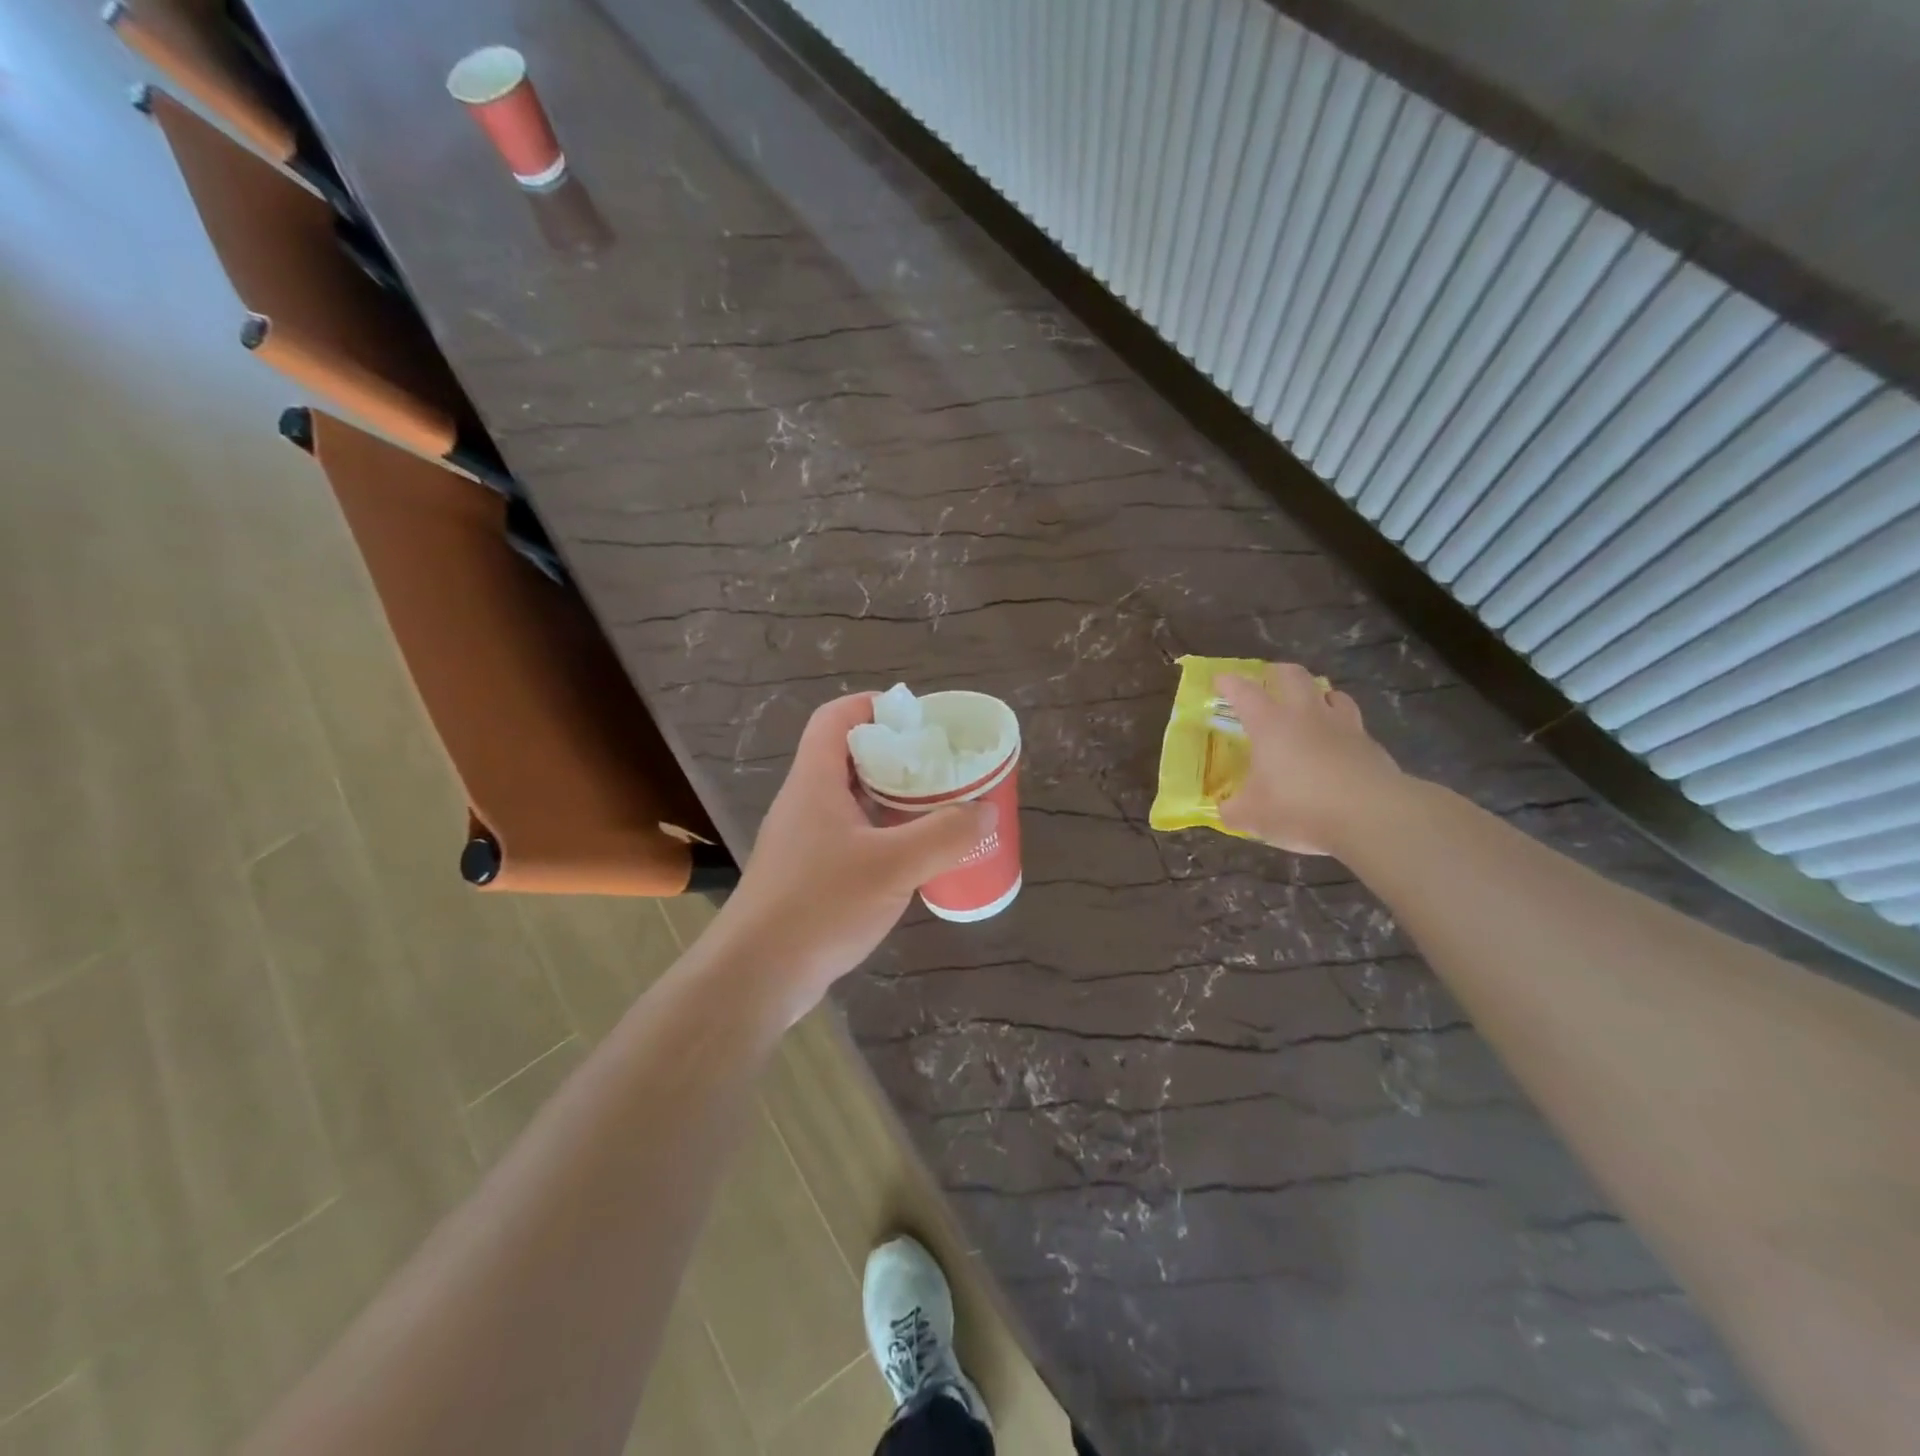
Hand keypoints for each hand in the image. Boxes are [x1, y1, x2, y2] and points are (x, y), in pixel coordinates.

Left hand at [709, 693, 995, 1017]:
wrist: (756, 976)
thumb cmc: (820, 905)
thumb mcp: (893, 866)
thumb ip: (945, 835)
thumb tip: (986, 810)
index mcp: (816, 782)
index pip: (836, 718)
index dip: (875, 705)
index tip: (919, 719)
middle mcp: (806, 802)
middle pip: (850, 757)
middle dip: (898, 755)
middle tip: (943, 765)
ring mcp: (805, 840)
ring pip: (854, 800)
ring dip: (894, 799)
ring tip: (940, 807)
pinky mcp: (809, 874)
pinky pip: (853, 837)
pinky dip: (885, 835)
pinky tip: (915, 857)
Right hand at [1216, 665, 1403, 855]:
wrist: (1371, 815)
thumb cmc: (1299, 806)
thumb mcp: (1252, 816)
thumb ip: (1234, 809)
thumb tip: (1225, 809)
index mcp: (1269, 724)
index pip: (1244, 692)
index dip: (1230, 683)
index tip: (1221, 680)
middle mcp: (1306, 715)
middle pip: (1294, 676)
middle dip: (1279, 672)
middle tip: (1270, 678)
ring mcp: (1343, 727)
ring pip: (1332, 694)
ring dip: (1319, 695)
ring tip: (1312, 705)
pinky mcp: (1371, 746)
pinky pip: (1354, 726)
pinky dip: (1343, 729)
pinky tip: (1339, 747)